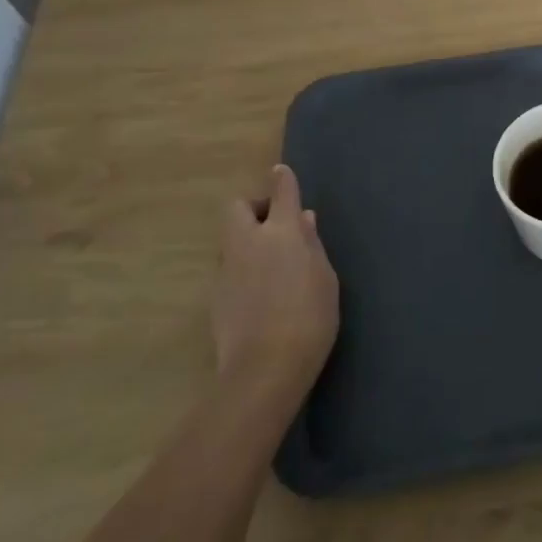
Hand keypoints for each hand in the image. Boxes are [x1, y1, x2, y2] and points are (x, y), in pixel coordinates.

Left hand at [211, 165, 338, 384]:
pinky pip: (230, 268)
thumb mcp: (325, 279)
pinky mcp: (216, 296)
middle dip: (254, 207)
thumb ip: (312, 245)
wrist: (265, 368)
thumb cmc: (310, 318)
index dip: (282, 181)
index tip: (282, 173)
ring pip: (232, 239)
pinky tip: (261, 293)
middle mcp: (248, 243)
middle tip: (275, 225)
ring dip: (249, 240)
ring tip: (272, 264)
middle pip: (238, 208)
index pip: (281, 194)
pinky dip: (244, 269)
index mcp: (281, 234)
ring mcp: (227, 270)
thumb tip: (303, 220)